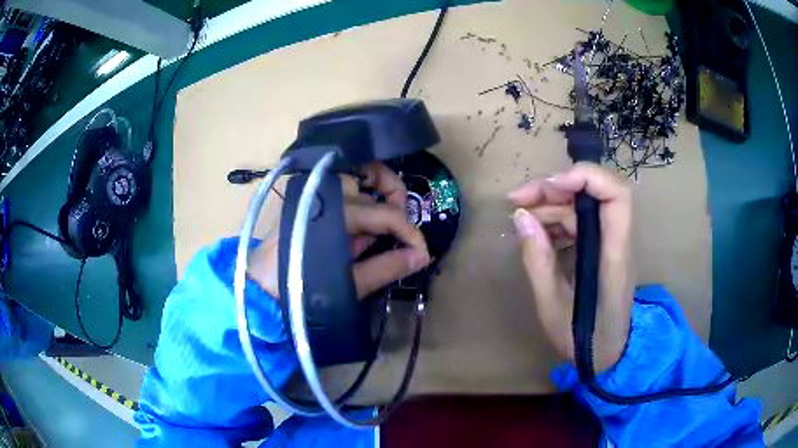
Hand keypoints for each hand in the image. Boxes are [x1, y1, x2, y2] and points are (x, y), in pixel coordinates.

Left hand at [248, 162, 430, 298]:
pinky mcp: (308, 208)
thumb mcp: (351, 284)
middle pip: (371, 190)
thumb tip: (421, 255)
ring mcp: (315, 201)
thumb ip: (387, 267)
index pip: (386, 214)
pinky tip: (357, 240)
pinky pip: (340, 201)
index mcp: (337, 215)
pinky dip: (355, 216)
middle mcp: (326, 198)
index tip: (422, 251)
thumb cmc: (304, 290)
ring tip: (381, 236)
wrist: (260, 293)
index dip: (409, 231)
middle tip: (405, 228)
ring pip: (355, 189)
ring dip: (374, 205)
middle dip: (394, 203)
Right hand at [508, 163, 633, 372]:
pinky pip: (579, 220)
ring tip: (518, 215)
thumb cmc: (584, 339)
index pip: (616, 196)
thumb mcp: (552, 307)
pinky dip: (555, 219)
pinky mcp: (602, 248)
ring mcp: (610, 243)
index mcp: (614, 257)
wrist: (607, 354)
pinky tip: (535, 231)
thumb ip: (538, 261)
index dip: (586, 177)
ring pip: (584, 204)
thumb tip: (520, 217)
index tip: (549, 186)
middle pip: (595, 192)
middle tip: (517, 199)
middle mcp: (617, 241)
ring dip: (551, 202)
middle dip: (555, 187)